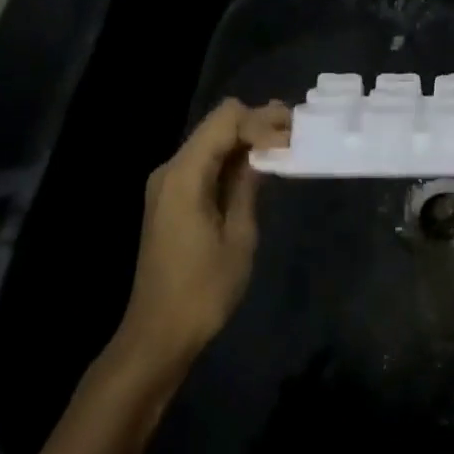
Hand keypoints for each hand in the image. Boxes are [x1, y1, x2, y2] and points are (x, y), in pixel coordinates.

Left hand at [108, 98, 290, 372]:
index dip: (262, 121)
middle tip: (295, 134)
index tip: (293, 137)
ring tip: (285, 146)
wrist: (158, 334)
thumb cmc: (203, 290)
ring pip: (212, 141)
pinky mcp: (171, 199)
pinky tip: (258, 168)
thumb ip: (248, 184)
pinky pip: (205, 163)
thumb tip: (265, 149)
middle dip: (257, 124)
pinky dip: (232, 159)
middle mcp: (170, 170)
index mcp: (184, 175)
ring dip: (246, 140)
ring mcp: (167, 184)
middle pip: (217, 124)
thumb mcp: (238, 236)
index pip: (226, 120)